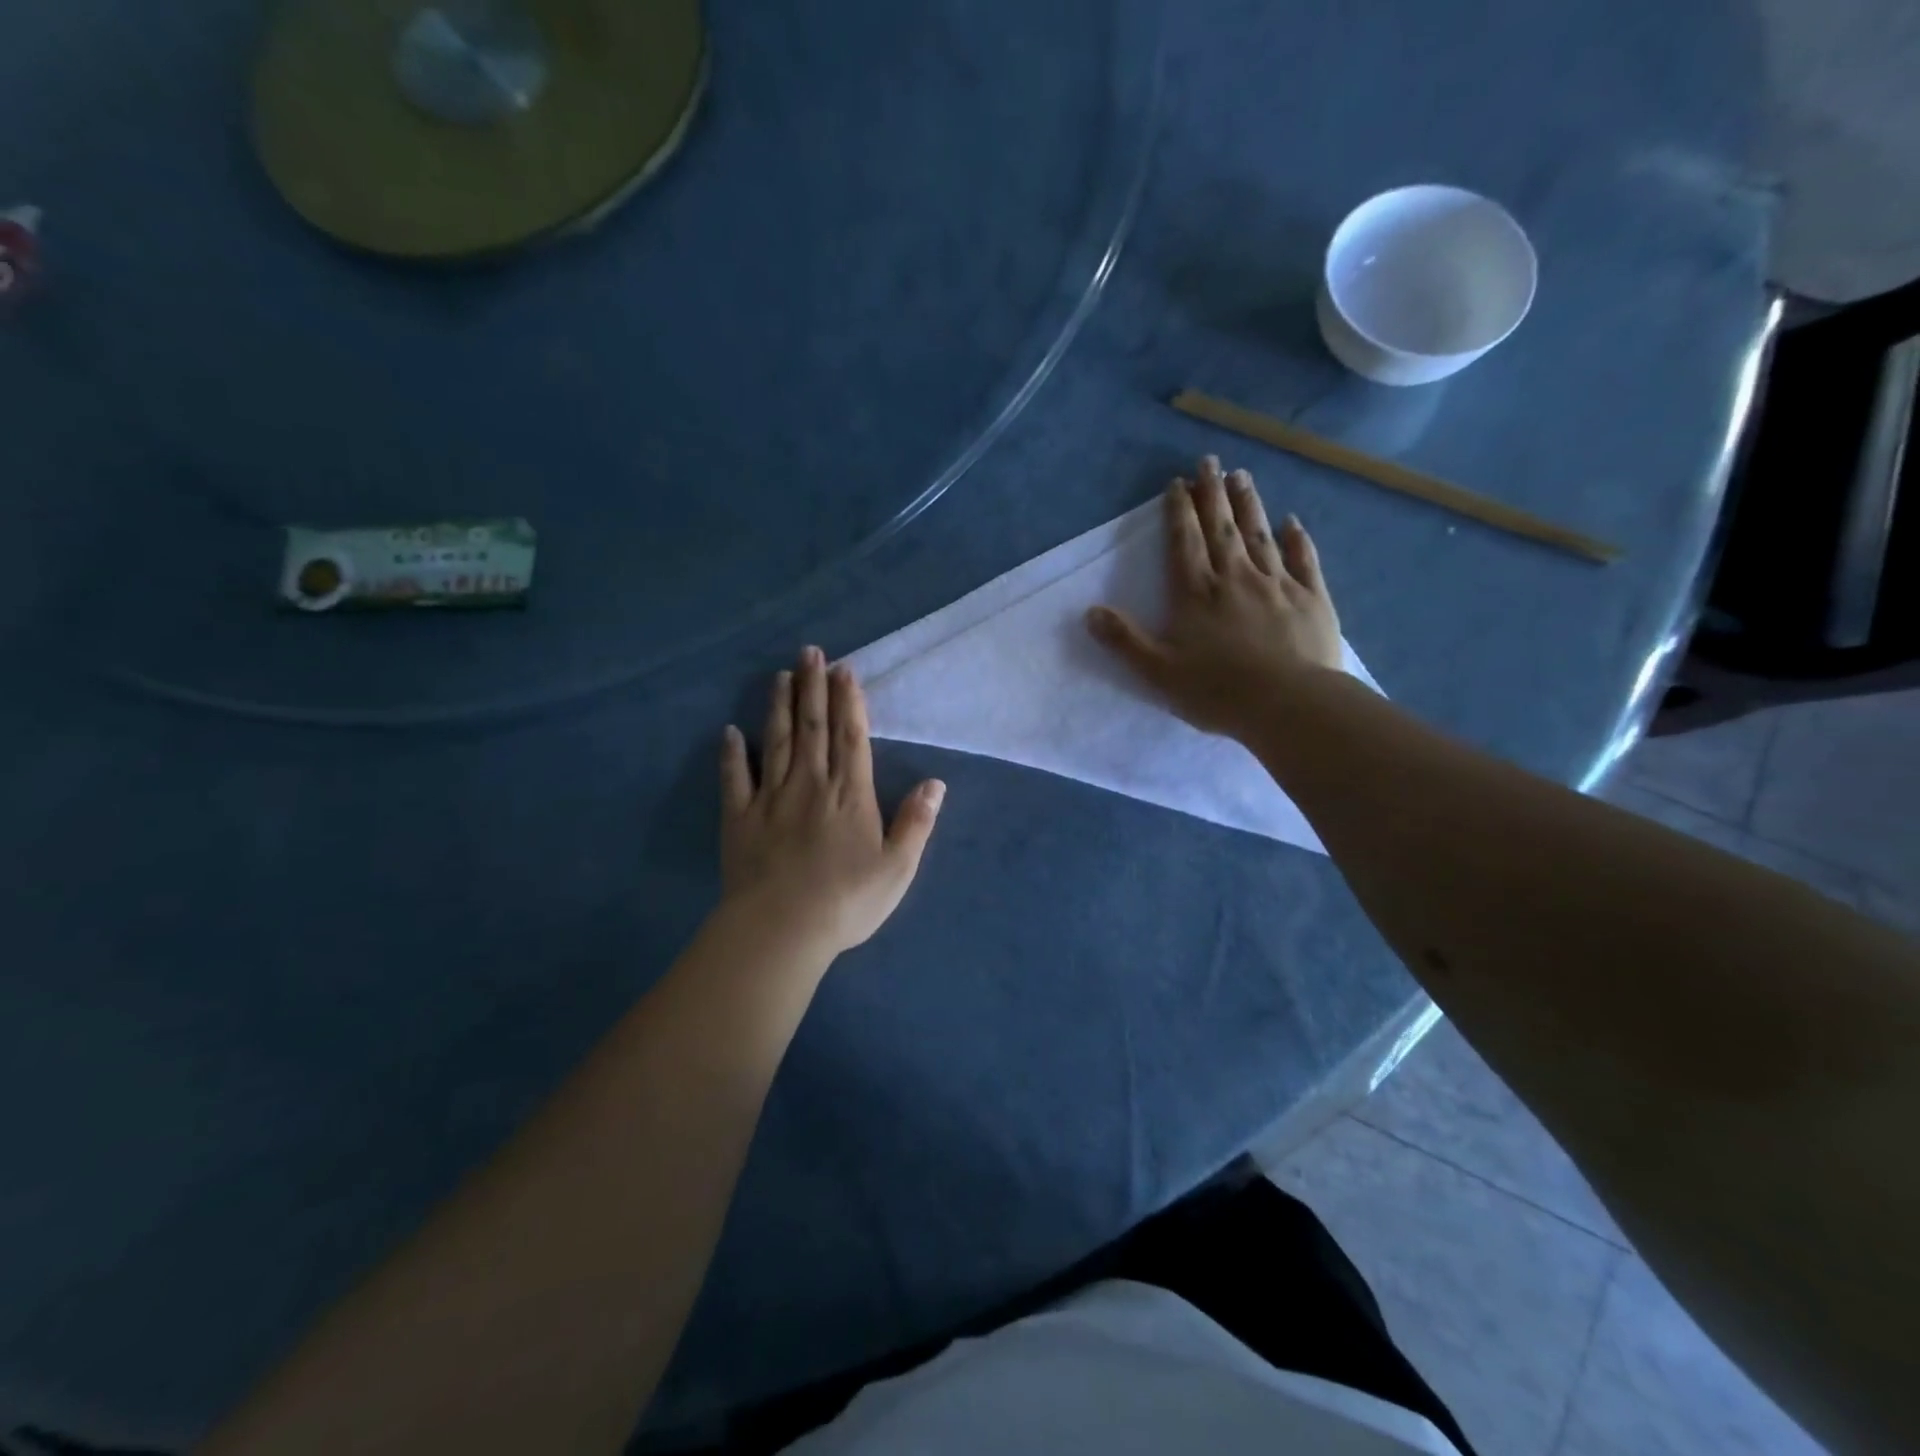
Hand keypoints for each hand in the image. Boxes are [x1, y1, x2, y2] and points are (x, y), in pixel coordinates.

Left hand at [719, 647, 945, 957]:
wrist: (782, 928)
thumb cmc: (847, 901)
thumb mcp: (897, 868)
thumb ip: (916, 823)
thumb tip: (936, 783)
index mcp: (850, 794)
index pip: (852, 737)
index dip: (849, 701)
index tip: (844, 670)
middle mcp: (811, 784)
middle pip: (813, 727)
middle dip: (813, 688)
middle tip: (809, 652)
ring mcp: (771, 798)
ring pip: (777, 741)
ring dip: (779, 707)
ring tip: (780, 676)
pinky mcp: (739, 818)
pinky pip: (735, 778)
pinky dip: (732, 754)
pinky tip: (729, 732)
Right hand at [1088, 456, 1342, 740]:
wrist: (1289, 704)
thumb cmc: (1218, 690)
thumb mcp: (1158, 672)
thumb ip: (1125, 640)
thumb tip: (1090, 612)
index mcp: (1197, 593)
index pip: (1184, 542)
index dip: (1179, 511)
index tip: (1177, 483)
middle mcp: (1236, 578)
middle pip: (1222, 528)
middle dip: (1213, 493)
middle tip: (1210, 461)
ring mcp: (1278, 584)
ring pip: (1260, 534)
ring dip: (1249, 504)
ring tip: (1242, 476)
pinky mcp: (1311, 598)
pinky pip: (1303, 560)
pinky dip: (1297, 539)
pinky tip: (1292, 522)